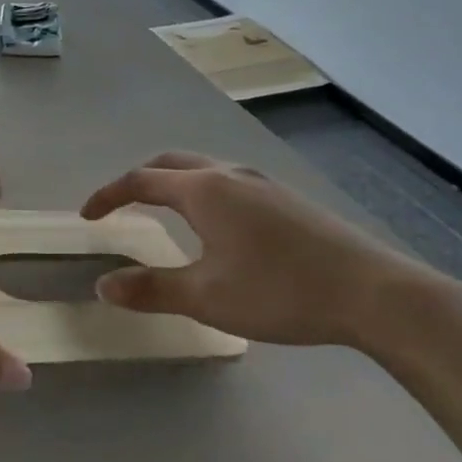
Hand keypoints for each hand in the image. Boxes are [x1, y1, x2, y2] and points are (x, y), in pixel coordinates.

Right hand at [80, 152, 459, 347]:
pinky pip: (228, 182)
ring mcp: (263, 183)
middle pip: (171, 164)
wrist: (374, 292)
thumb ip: (151, 290)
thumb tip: (103, 285)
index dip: (108, 196)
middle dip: (139, 180)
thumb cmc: (280, 291)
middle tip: (121, 205)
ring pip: (203, 169)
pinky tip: (217, 226)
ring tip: (163, 212)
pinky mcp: (287, 198)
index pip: (140, 181)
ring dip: (173, 183)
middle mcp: (230, 175)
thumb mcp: (207, 297)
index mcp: (204, 191)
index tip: (88, 216)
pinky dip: (202, 192)